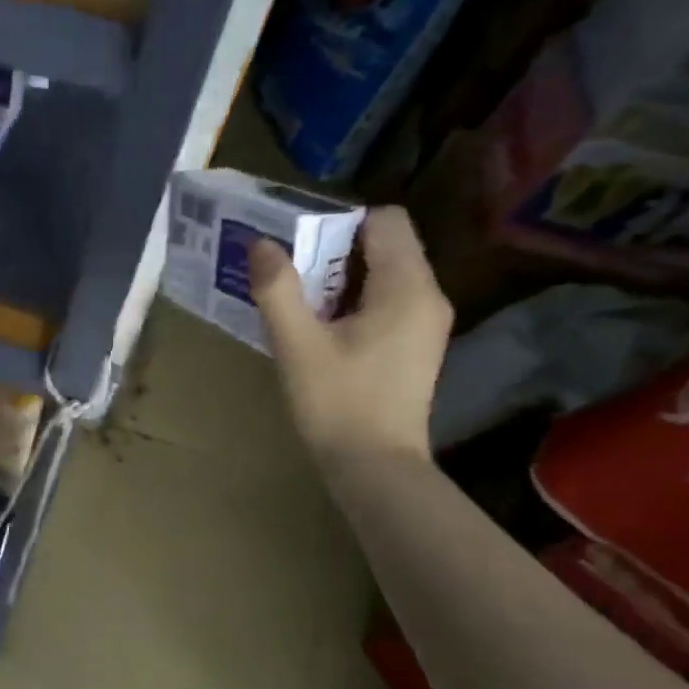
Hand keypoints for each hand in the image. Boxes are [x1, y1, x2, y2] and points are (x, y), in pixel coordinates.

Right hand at [248, 206, 451, 466]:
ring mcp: (426, 323)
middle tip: (289, 272)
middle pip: (385, 245)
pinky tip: (322, 329)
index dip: (341, 222)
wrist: (375, 468)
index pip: (386, 220)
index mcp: (406, 287)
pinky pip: (387, 301)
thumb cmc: (337, 403)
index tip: (300, 245)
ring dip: (341, 278)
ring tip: (299, 301)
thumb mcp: (297, 345)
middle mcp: (427, 296)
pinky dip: (354, 301)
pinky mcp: (416, 346)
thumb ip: (278, 289)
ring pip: (384, 274)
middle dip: (335, 250)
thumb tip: (261, 243)